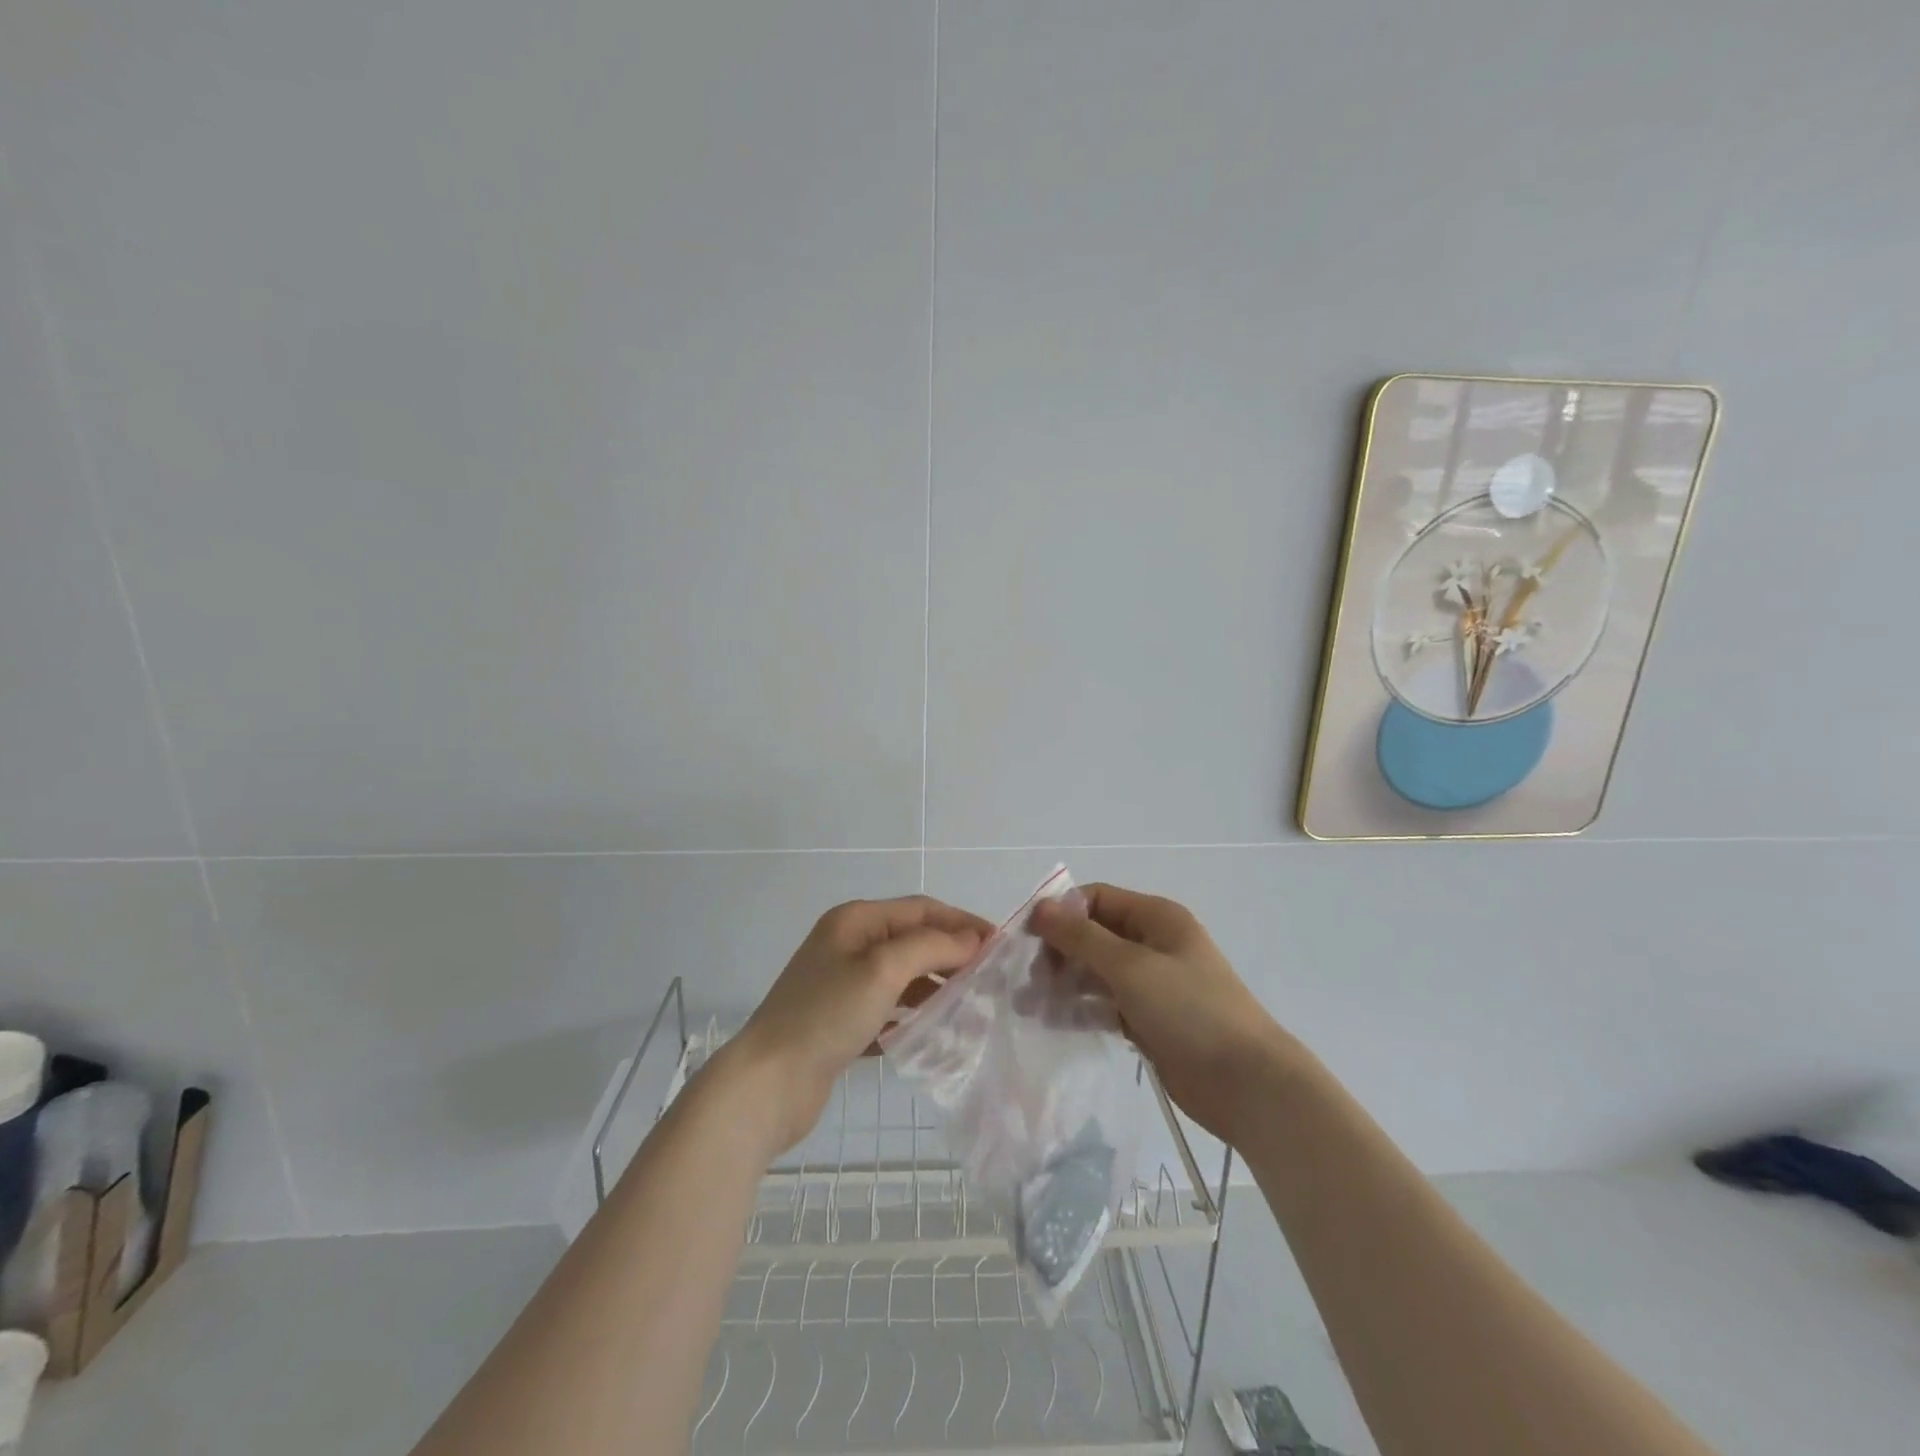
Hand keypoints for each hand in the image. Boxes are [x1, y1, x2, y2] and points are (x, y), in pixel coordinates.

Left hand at [726, 896, 992, 1155]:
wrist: (768, 1082)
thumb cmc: (827, 1015)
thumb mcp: (883, 969)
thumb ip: (931, 946)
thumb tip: (972, 939)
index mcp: (855, 920)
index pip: (921, 909)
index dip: (962, 922)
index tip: (1001, 945)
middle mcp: (849, 944)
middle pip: (913, 940)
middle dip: (952, 955)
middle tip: (990, 980)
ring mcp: (842, 984)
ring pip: (903, 976)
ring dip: (935, 987)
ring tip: (970, 1008)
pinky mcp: (841, 1021)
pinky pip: (889, 1008)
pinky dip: (913, 1015)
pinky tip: (933, 1033)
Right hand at [1030, 884, 1297, 1144]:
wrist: (1247, 1084)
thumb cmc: (1190, 1011)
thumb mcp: (1131, 967)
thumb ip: (1082, 937)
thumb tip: (1041, 907)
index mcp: (1157, 918)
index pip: (1096, 899)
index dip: (1061, 913)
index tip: (1027, 940)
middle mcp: (1153, 943)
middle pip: (1093, 935)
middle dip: (1059, 952)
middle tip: (1026, 980)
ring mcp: (1153, 983)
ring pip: (1096, 972)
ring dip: (1064, 982)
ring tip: (1030, 1005)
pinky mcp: (1149, 1019)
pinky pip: (1106, 1004)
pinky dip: (1082, 1008)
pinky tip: (1054, 1022)